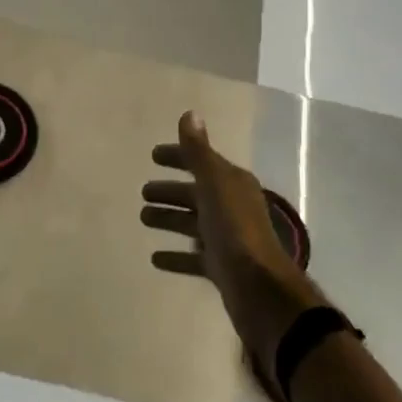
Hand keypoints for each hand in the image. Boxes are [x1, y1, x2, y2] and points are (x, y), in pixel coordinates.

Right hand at [141, 111, 320, 366]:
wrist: (259, 287)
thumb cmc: (235, 229)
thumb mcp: (214, 184)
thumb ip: (198, 152)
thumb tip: (190, 113)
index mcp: (232, 184)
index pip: (201, 162)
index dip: (178, 156)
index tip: (153, 156)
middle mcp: (231, 207)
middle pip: (195, 193)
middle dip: (170, 190)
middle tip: (143, 192)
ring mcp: (226, 239)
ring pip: (192, 224)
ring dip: (169, 219)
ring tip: (143, 219)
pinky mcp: (221, 267)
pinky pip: (192, 257)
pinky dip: (175, 255)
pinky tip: (155, 258)